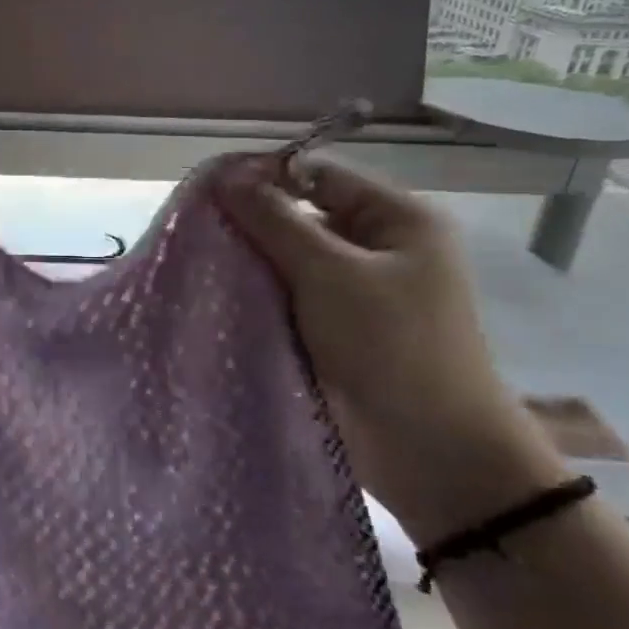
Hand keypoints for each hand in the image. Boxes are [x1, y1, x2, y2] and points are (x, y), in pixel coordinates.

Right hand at [217, 155, 564, 543]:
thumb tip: (225, 177)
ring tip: (199, 264)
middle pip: (303, 217)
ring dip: (254, 264)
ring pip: (292, 261)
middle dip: (253, 225)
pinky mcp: (338, 330)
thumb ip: (275, 222)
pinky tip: (220, 297)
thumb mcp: (330, 274)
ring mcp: (358, 292)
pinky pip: (292, 298)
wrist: (432, 453)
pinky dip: (262, 297)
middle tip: (196, 231)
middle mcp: (379, 248)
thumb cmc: (392, 347)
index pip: (319, 175)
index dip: (265, 177)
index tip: (207, 192)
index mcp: (397, 219)